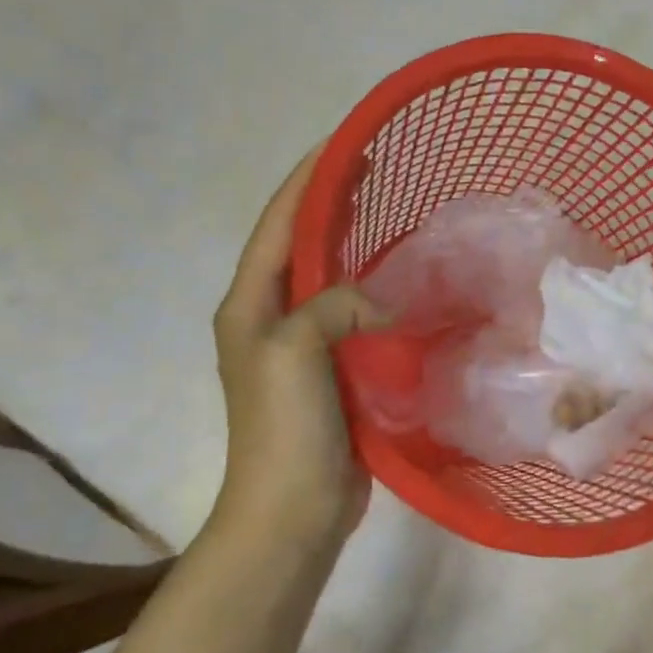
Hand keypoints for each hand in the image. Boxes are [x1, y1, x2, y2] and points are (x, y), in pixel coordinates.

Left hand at [212, 143, 385, 550]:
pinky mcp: (333, 369)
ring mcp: (302, 345)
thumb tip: (382, 302)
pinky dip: (374, 286)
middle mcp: (270, 316)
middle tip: (374, 168)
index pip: (278, 223)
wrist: (291, 509)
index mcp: (249, 304)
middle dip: (331, 201)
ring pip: (329, 275)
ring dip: (353, 240)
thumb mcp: (294, 351)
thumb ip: (333, 304)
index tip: (345, 142)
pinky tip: (403, 278)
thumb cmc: (284, 427)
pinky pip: (353, 312)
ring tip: (389, 210)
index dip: (308, 179)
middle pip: (300, 243)